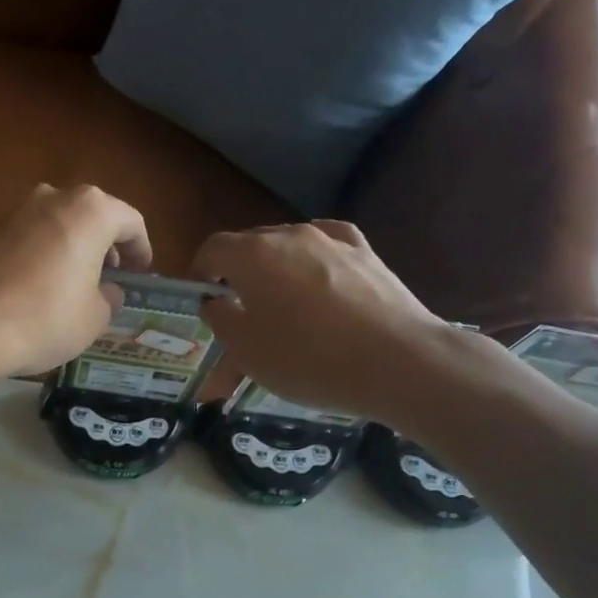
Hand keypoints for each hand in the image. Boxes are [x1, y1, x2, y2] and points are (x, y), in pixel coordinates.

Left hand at [0, 184, 153, 377]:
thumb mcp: (96, 316)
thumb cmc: (50, 317)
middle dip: (105, 242)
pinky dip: (43, 250)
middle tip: (112, 272)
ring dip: (73, 242)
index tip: (141, 272)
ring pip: (59, 221)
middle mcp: (56, 197)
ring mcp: (19, 209)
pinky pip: (30, 234)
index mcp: (93, 211)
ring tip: (76, 276)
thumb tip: (106, 291)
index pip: (130, 222)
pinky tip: (41, 279)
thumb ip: (109, 296)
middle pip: (92, 214)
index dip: (141, 249)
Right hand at [193, 220, 460, 423]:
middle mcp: (290, 235)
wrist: (398, 362)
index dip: (199, 273)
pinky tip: (317, 281)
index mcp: (252, 255)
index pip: (212, 249)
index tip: (201, 301)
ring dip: (275, 272)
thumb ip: (220, 319)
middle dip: (236, 274)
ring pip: (288, 249)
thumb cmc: (307, 359)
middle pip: (250, 246)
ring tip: (280, 306)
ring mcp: (333, 241)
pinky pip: (326, 249)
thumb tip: (215, 301)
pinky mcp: (366, 254)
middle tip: (237, 312)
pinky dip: (313, 263)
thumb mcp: (245, 351)